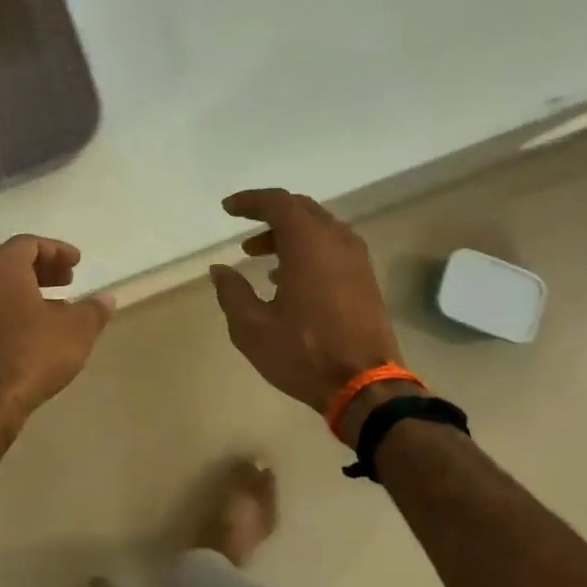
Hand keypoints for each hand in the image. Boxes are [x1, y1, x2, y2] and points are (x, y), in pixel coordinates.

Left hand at [0, 236, 113, 421]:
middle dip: (41, 270)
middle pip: (9, 265)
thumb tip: (106, 299)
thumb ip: (92, 310)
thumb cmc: (31, 353)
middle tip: (67, 281)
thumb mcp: (76, 330)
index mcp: (0, 268)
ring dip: (25, 293)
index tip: (76, 263)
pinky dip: (10, 313)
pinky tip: (31, 334)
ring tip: (54, 310)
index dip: (56, 250)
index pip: (28, 244)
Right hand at [209, 189, 404, 415]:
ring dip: (289, 234)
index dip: (250, 201)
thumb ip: (232, 292)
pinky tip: (290, 278)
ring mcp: (356, 259)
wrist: (366, 385)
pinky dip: (309, 249)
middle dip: (270, 215)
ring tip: (261, 258)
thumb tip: (220, 270)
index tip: (228, 209)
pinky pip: (334, 247)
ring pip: (320, 228)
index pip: (277, 203)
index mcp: (308, 244)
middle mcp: (336, 241)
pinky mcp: (366, 278)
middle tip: (245, 233)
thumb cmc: (304, 353)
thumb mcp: (252, 327)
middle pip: (301, 209)